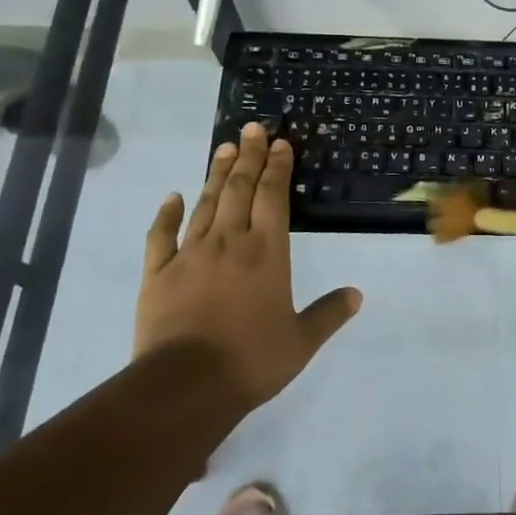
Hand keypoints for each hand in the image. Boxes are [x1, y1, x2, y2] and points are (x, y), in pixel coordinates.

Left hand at [137, 122, 361, 410]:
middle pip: (240, 189)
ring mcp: (190, 254)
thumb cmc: (250, 360)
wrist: (185, 386)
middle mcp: (230, 241)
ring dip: (217, 174)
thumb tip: (357, 294)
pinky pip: (161, 235)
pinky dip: (167, 213)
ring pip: (206, 203)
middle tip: (252, 128)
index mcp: (267, 252)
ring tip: (224, 148)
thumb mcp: (301, 341)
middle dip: (249, 156)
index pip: (274, 196)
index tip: (280, 143)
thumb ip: (328, 314)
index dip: (278, 167)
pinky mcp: (158, 273)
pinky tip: (172, 197)